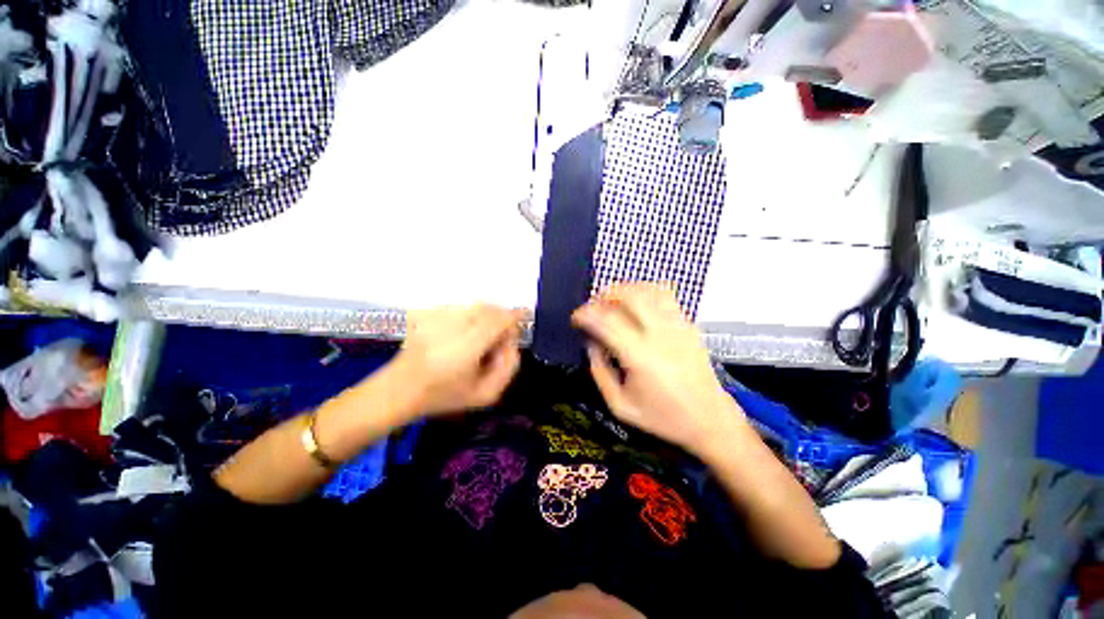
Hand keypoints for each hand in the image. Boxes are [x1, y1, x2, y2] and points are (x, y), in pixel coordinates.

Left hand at [395, 304, 522, 415]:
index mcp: (467, 348)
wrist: (400, 389)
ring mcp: (437, 317)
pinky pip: (461, 306)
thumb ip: (508, 367)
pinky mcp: (428, 313)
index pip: (498, 320)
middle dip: (501, 317)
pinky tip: (465, 329)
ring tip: (482, 334)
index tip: (524, 316)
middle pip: (489, 308)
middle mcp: (452, 327)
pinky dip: (471, 313)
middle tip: (500, 336)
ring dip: (487, 315)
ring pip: (475, 305)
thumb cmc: (445, 395)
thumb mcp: (485, 394)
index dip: (515, 316)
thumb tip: (512, 341)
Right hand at [572, 284, 742, 458]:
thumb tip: (591, 343)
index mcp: (639, 356)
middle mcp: (659, 334)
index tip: (575, 318)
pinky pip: (665, 296)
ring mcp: (678, 325)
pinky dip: (645, 292)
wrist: (710, 420)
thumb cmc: (662, 418)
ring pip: (648, 290)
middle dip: (604, 295)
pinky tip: (637, 304)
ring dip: (625, 290)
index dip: (585, 314)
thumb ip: (599, 372)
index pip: (606, 321)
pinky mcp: (689, 324)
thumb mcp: (619, 405)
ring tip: (612, 301)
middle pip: (628, 296)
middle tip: (593, 307)